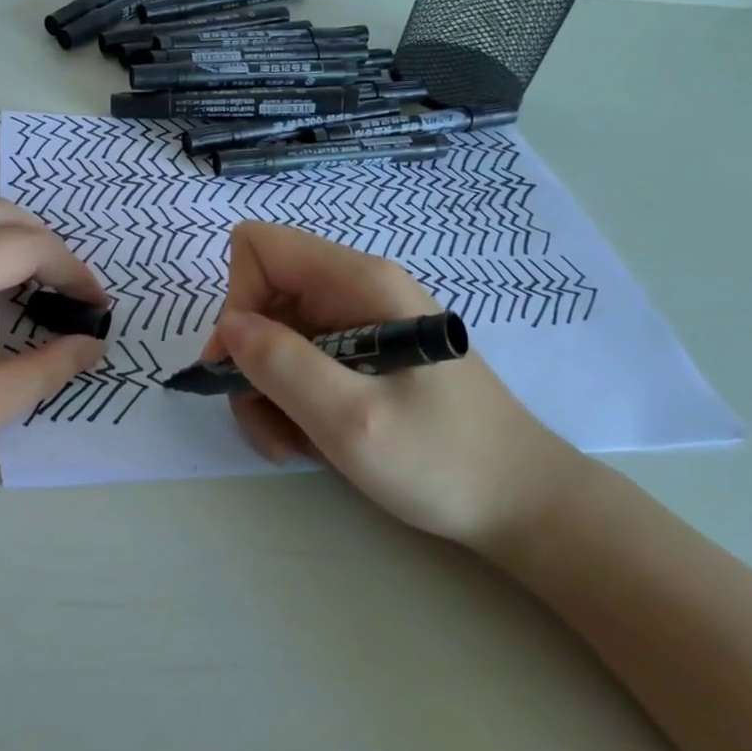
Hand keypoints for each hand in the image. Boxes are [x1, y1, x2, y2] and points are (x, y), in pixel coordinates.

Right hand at [203, 221, 585, 547]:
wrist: (521, 503)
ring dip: (267, 393)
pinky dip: (289, 402)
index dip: (238, 300)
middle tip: (267, 421)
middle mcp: (354, 290)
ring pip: (273, 337)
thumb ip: (284, 366)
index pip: (259, 247)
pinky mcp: (362, 355)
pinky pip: (299, 363)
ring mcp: (358, 323)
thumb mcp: (353, 420)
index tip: (243, 365)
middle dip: (249, 362)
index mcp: (358, 282)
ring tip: (293, 444)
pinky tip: (312, 441)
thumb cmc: (444, 460)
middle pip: (261, 298)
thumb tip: (230, 326)